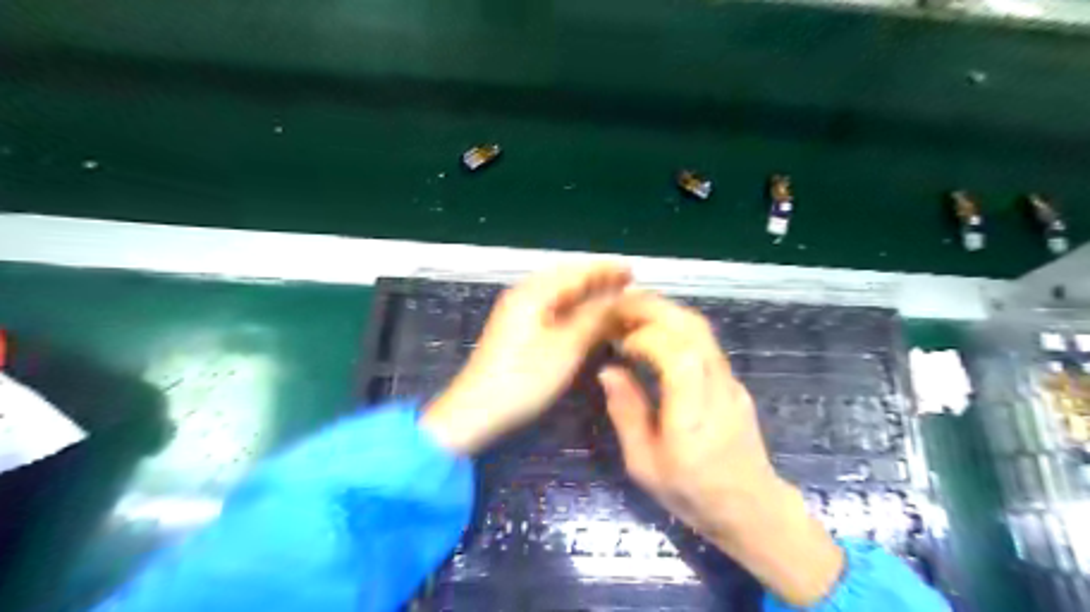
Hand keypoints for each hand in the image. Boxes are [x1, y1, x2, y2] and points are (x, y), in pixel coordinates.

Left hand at [424, 261, 636, 453]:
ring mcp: (519, 312)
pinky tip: (587, 318)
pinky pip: (552, 308)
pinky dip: (574, 309)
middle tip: (628, 285)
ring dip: (587, 294)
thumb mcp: (567, 347)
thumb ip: (596, 318)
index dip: (606, 270)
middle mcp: (525, 294)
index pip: (577, 271)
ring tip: (614, 299)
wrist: (477, 410)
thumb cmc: (525, 377)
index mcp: (534, 292)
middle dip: (598, 279)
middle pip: (567, 278)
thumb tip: (624, 298)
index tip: (633, 272)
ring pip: (560, 293)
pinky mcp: (517, 329)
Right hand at [606, 293, 839, 609]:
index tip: (619, 343)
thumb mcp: (644, 464)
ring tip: (631, 312)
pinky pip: (704, 341)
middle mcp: (718, 387)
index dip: (646, 338)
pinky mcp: (732, 380)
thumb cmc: (692, 492)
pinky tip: (654, 332)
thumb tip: (608, 370)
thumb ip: (627, 413)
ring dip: (665, 311)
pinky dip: (676, 325)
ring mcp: (730, 380)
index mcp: (694, 414)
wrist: (751, 508)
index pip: (679, 354)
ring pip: (702, 329)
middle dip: (653, 308)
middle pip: (693, 328)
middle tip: (617, 305)